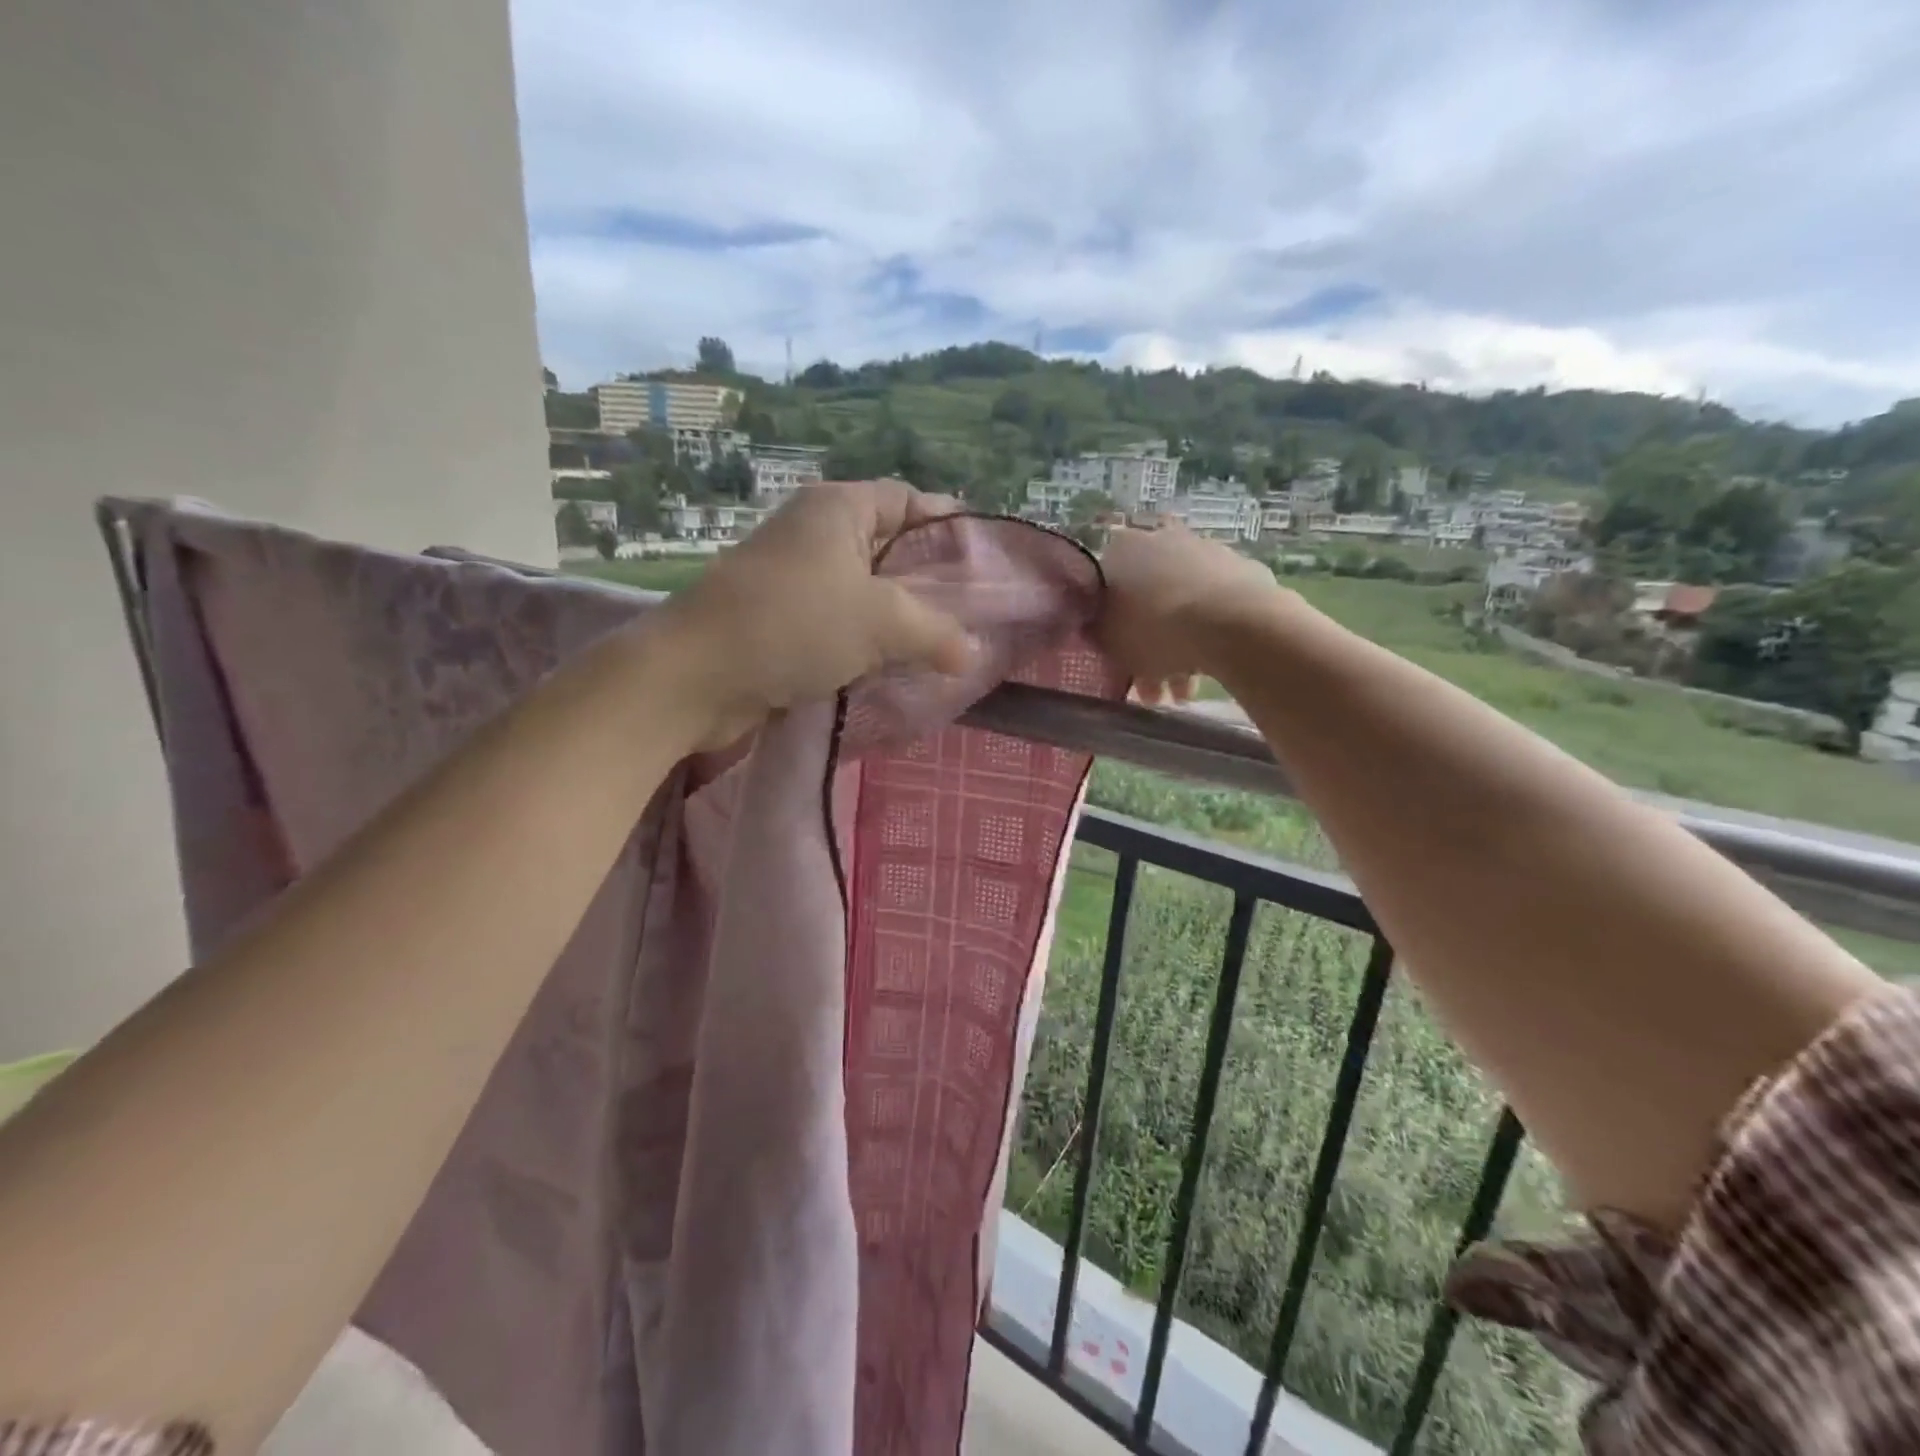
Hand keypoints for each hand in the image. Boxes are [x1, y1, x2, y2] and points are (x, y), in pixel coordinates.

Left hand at [662, 480, 973, 747]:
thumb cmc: (794, 625)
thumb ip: (936, 632)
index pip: (908, 500)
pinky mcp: (781, 622)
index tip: (985, 561)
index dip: (948, 525)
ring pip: (864, 593)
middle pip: (889, 548)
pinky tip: (895, 671)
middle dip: (929, 582)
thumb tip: (972, 653)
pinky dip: (867, 645)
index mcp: (837, 509)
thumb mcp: (881, 621)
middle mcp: (814, 534)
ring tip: (942, 648)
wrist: (696, 676)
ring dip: (899, 621)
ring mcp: (794, 580)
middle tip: (972, 615)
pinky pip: (840, 625)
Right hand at [1097, 522, 1282, 702]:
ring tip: (1182, 693)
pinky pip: (1214, 609)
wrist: (1233, 623)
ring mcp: (1206, 551)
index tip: (1116, 654)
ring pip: (1182, 606)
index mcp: (1122, 549)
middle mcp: (1162, 539)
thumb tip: (1099, 627)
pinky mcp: (1242, 570)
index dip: (1109, 625)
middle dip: (1148, 641)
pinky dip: (1208, 637)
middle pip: (1147, 598)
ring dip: (1179, 649)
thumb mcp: (1108, 641)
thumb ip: (1099, 632)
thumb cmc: (1155, 630)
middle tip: (1150, 682)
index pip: (1105, 586)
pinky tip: (1207, 671)